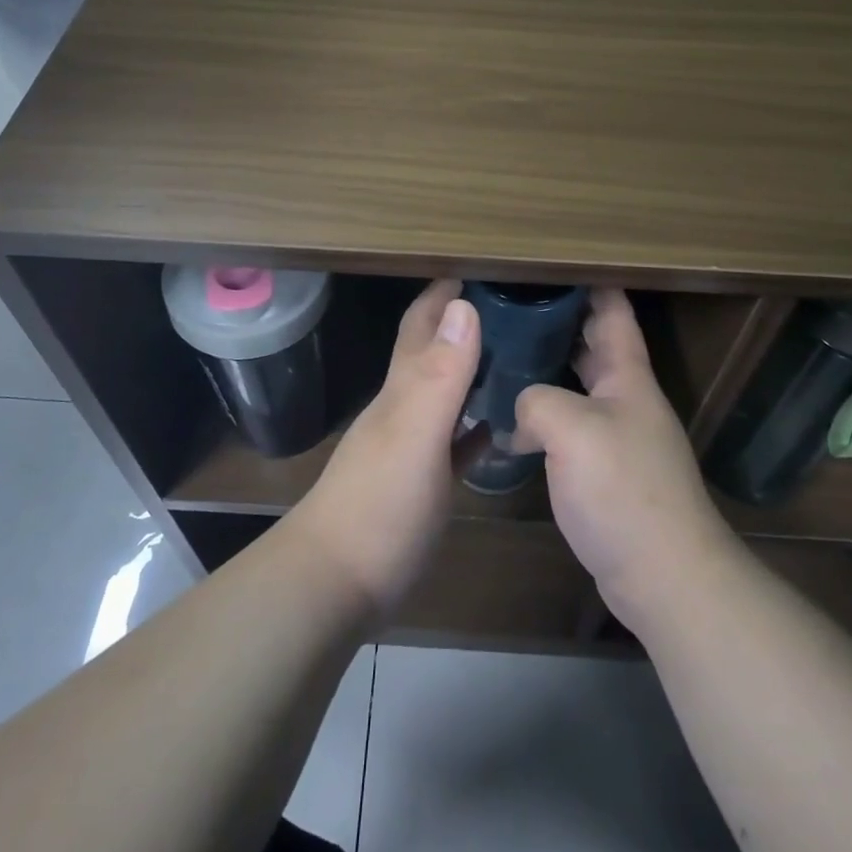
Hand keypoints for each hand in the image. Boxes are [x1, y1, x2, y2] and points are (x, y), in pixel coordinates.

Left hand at [287, 280, 479, 614]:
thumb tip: (462, 304)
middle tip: (511, 306)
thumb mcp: (415, 434)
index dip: (443, 294)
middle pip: (433, 354)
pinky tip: (498, 427)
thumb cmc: (380, 506)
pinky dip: (474, 426)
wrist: (335, 584)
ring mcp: (411, 447)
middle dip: (462, 323)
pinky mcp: (421, 484)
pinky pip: (453, 442)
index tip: (477, 266)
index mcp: (402, 389)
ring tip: (515, 356)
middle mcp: (404, 409)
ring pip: (444, 394)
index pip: (421, 326)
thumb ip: (440, 374)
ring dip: (472, 371)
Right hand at [514, 289, 735, 633]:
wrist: (664, 575)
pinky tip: (511, 422)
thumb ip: (536, 401)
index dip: (588, 281)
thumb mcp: (571, 429)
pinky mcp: (605, 471)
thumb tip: (520, 413)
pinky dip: (544, 415)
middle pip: (592, 345)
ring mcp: (618, 436)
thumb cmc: (622, 490)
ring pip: (577, 386)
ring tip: (501, 355)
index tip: (550, 260)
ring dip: (546, 369)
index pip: (612, 311)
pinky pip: (570, 426)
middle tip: (508, 305)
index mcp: (627, 376)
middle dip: (557, 321)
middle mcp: (626, 399)